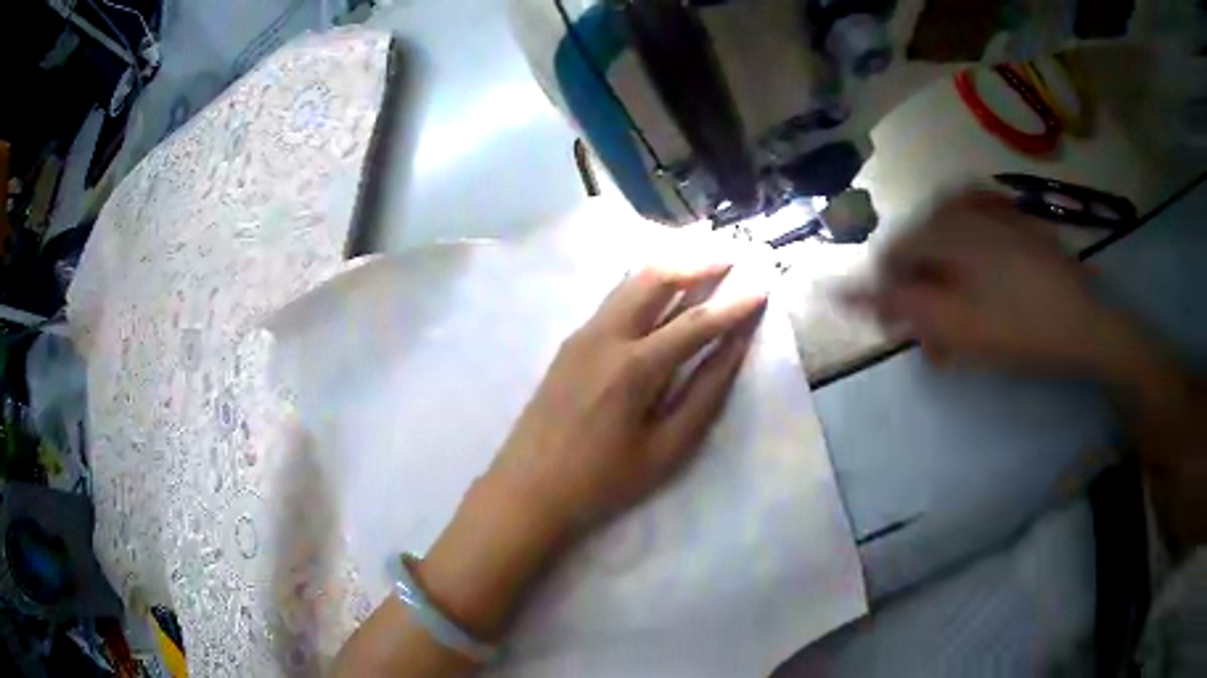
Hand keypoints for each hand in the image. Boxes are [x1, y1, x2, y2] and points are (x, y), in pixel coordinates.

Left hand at [410, 260, 765, 642]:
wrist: (526, 490)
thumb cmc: (602, 482)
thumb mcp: (665, 449)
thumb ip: (704, 394)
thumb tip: (735, 349)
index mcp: (633, 368)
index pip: (696, 321)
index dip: (735, 303)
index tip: (763, 284)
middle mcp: (605, 336)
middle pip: (656, 276)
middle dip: (699, 260)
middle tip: (733, 254)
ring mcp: (582, 334)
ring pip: (631, 279)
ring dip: (671, 263)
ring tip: (705, 258)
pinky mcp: (570, 341)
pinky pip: (615, 297)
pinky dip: (646, 281)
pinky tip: (664, 286)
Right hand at [854, 190, 1148, 375]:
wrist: (1086, 323)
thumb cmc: (1020, 329)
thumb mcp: (955, 325)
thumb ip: (898, 302)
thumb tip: (844, 290)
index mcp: (944, 228)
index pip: (891, 255)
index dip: (886, 296)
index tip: (898, 332)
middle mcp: (961, 207)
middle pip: (919, 247)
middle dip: (920, 291)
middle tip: (934, 334)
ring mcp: (990, 211)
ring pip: (946, 240)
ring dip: (942, 278)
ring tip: (956, 313)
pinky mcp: (1012, 222)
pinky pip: (973, 232)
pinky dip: (964, 258)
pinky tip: (976, 280)